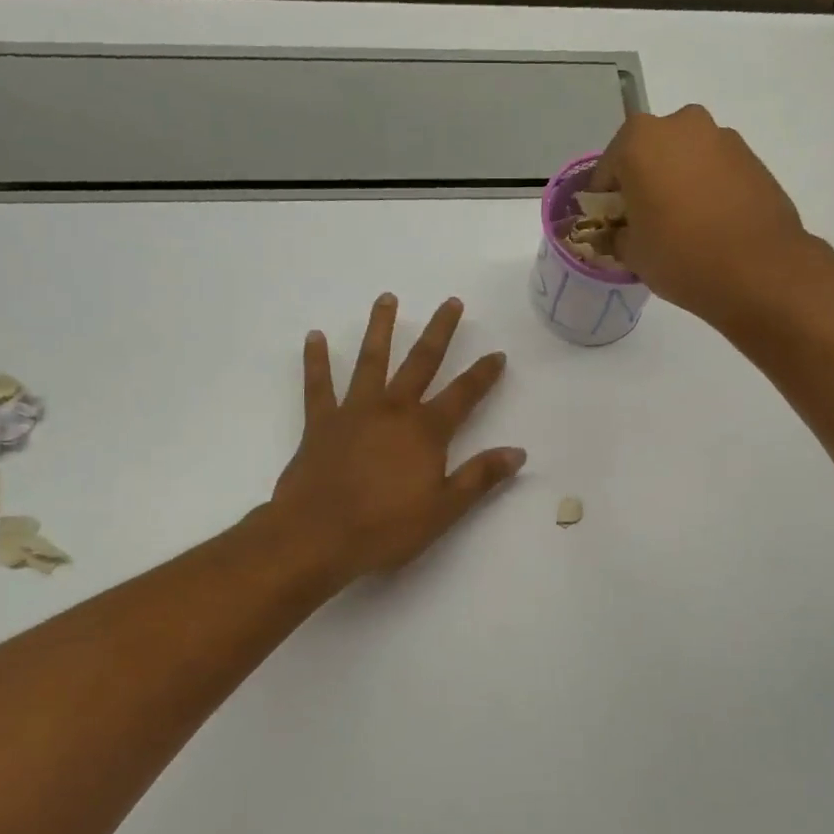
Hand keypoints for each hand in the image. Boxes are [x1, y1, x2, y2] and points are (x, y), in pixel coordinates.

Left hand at [271, 294, 524, 581]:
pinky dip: (316, 360)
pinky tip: (314, 336)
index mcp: (426, 430)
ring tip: (387, 298)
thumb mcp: (444, 509)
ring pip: (371, 361)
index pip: (464, 394)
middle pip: (421, 362)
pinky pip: (318, 385)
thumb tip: (518, 452)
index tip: (497, 354)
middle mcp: (393, 410)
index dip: (483, 374)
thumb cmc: (386, 528)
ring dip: (381, 328)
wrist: (317, 536)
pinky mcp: (320, 423)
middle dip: (440, 332)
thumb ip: (480, 477)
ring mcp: (354, 411)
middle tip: (452, 303)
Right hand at [590, 105, 820, 323]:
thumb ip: (617, 236)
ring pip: (684, 158)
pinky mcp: (751, 157)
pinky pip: (713, 170)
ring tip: (680, 225)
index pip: (607, 169)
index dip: (605, 201)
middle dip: (642, 183)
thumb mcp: (632, 254)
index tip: (610, 226)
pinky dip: (705, 188)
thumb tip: (620, 233)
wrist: (759, 270)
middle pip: (648, 154)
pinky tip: (709, 223)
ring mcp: (721, 137)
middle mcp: (680, 125)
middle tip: (644, 222)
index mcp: (639, 141)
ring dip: (676, 183)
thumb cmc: (680, 256)